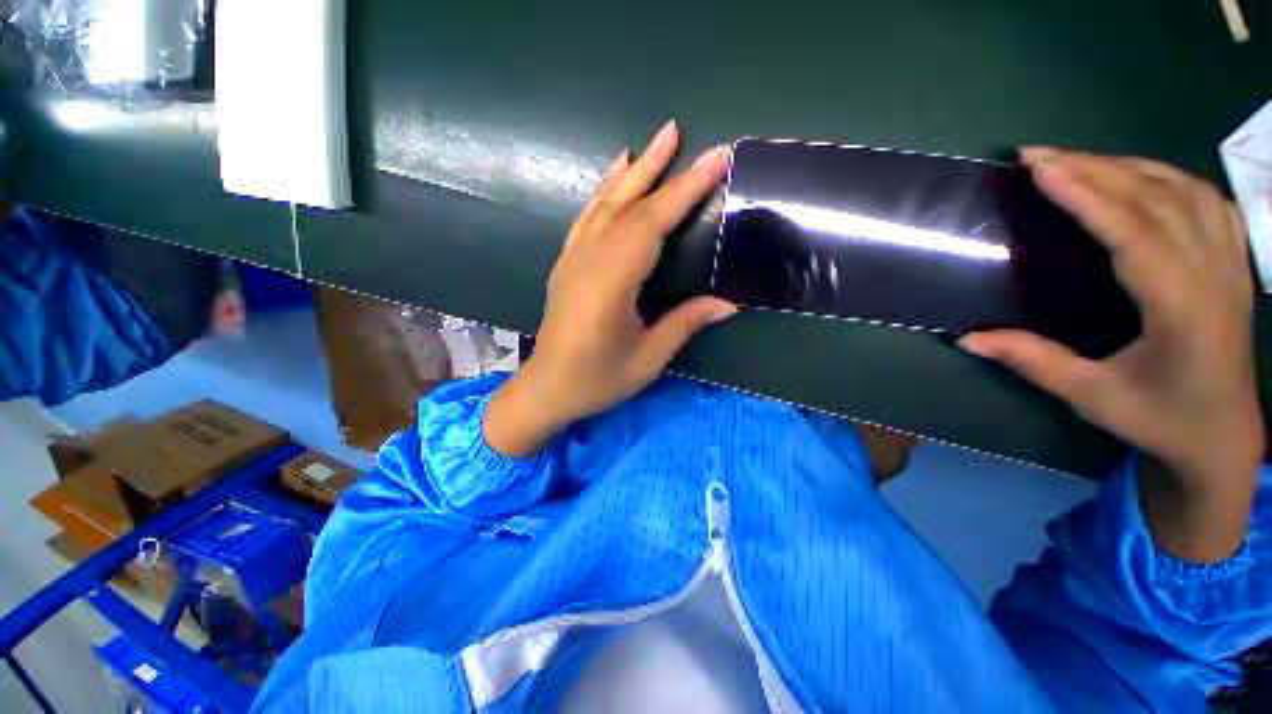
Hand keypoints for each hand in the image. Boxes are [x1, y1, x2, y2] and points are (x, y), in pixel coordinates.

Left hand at [485, 122, 736, 457]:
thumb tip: (728, 303)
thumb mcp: (647, 359)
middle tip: (681, 132)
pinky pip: (587, 217)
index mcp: (611, 284)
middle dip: (659, 169)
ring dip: (631, 171)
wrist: (547, 389)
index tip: (716, 159)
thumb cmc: (597, 379)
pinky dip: (603, 190)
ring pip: (605, 204)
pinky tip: (614, 173)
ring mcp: (573, 258)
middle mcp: (588, 261)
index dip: (685, 191)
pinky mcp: (566, 262)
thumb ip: (685, 324)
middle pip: (628, 206)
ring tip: (654, 143)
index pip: (652, 225)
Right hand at [959, 148, 1262, 561]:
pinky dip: (1170, 177)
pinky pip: (1208, 201)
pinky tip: (1142, 176)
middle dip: (1094, 168)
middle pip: (1156, 199)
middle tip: (1038, 155)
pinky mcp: (1235, 264)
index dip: (1084, 195)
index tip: (1038, 169)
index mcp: (1182, 308)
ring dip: (1129, 166)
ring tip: (1079, 161)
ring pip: (1184, 190)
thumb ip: (1032, 362)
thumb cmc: (1161, 420)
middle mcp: (1214, 274)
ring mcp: (1231, 264)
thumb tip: (967, 339)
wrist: (1225, 438)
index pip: (1132, 232)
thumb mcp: (1092, 396)